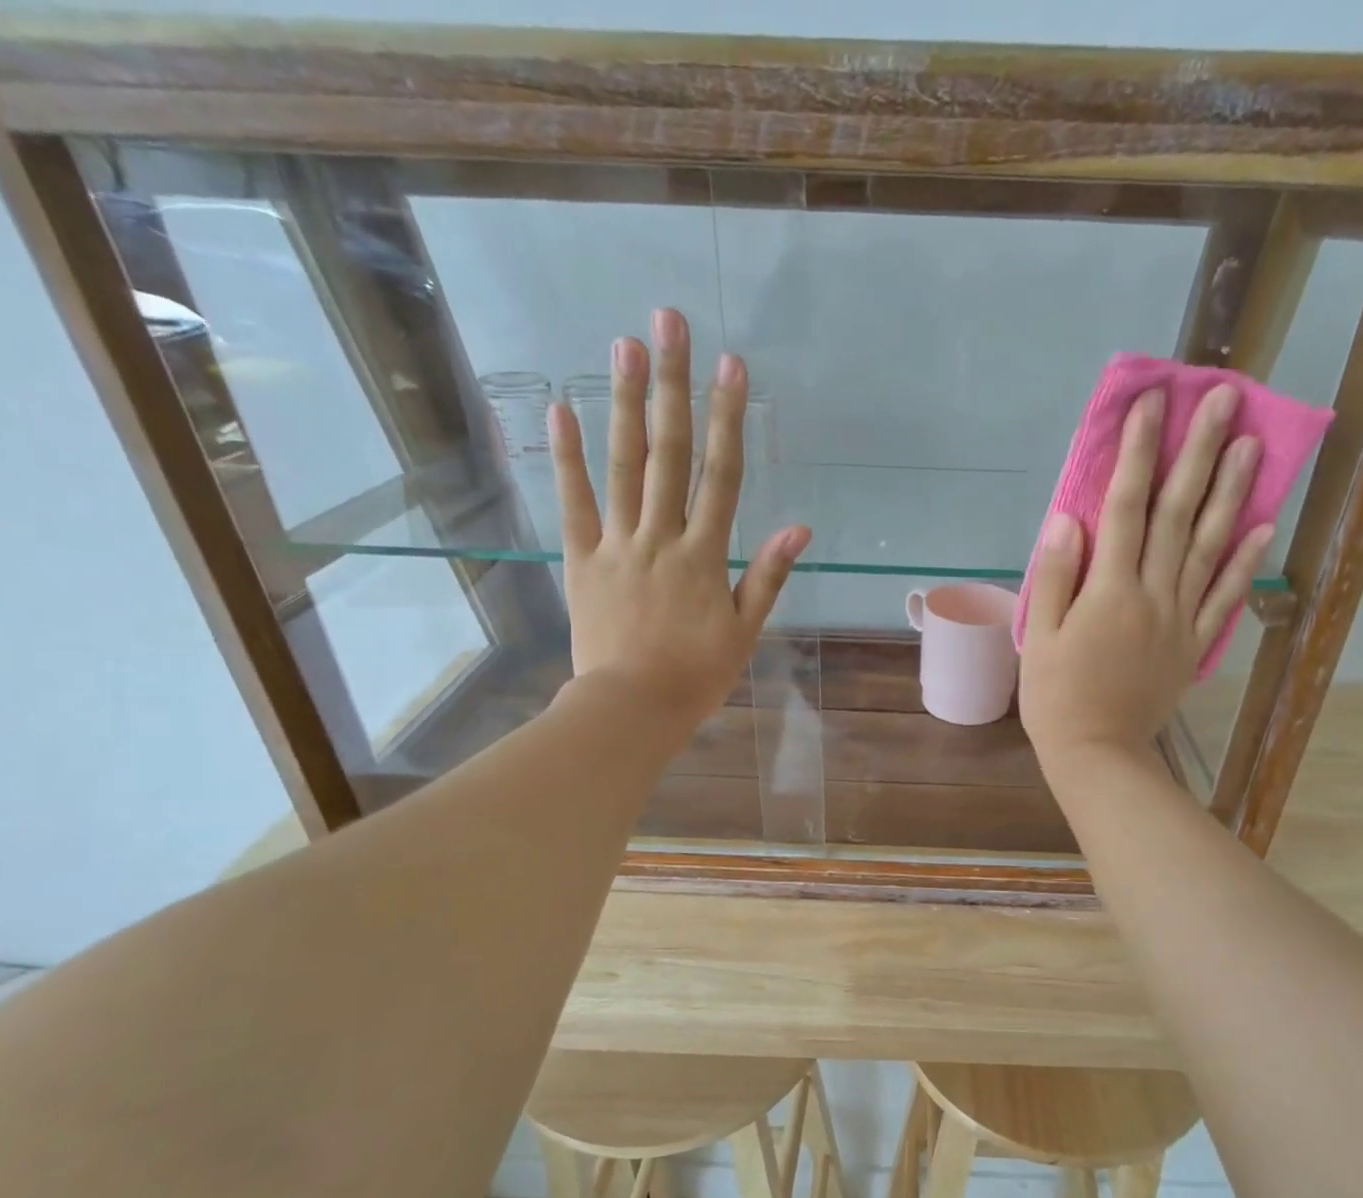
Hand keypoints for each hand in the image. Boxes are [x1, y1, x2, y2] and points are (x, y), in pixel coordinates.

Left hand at [550, 307, 809, 729]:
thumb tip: (799, 528)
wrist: (631, 708)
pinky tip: (563, 408)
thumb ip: (767, 576)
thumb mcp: (744, 631)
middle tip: (669, 323)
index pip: (721, 474)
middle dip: (672, 385)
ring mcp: (616, 544)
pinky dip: (567, 456)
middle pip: (669, 452)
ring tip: (624, 346)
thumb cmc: (695, 675)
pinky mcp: (580, 559)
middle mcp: (660, 537)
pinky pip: (573, 502)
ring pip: (622, 465)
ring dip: (625, 403)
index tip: (732, 366)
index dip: (728, 417)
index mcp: (704, 555)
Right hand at [1019, 383, 1273, 777]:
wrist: (1097, 754)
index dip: (1138, 453)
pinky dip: (1245, 562)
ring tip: (1251, 443)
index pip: (1126, 507)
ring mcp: (1180, 619)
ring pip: (1209, 546)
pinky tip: (1263, 526)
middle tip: (1224, 399)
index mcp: (1109, 591)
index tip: (1152, 403)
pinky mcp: (1194, 645)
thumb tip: (1070, 519)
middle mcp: (1153, 595)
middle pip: (1178, 515)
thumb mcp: (1039, 637)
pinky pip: (1225, 598)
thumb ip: (1055, 577)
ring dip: (1231, 493)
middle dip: (1198, 454)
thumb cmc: (1056, 697)